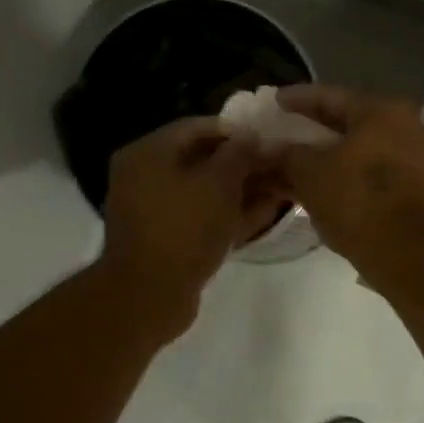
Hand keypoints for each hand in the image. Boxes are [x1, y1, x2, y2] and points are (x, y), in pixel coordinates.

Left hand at [100, 118, 280, 336]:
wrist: (150, 295)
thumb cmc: (184, 228)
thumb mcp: (219, 183)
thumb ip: (239, 154)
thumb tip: (251, 136)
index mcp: (147, 153)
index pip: (196, 127)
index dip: (234, 131)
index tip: (267, 139)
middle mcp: (145, 176)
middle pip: (200, 160)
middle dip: (241, 164)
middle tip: (277, 165)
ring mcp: (154, 211)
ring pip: (204, 192)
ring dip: (240, 190)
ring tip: (278, 189)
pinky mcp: (166, 239)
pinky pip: (201, 217)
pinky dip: (228, 214)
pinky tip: (263, 214)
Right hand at [276, 86, 423, 284]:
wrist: (405, 251)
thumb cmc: (356, 199)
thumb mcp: (309, 172)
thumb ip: (286, 155)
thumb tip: (269, 150)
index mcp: (383, 111)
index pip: (330, 96)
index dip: (297, 99)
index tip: (274, 101)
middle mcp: (406, 127)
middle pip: (349, 123)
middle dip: (313, 131)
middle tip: (284, 132)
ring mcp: (416, 159)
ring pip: (361, 151)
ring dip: (328, 157)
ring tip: (296, 164)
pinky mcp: (417, 190)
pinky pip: (373, 173)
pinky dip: (346, 175)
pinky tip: (321, 186)